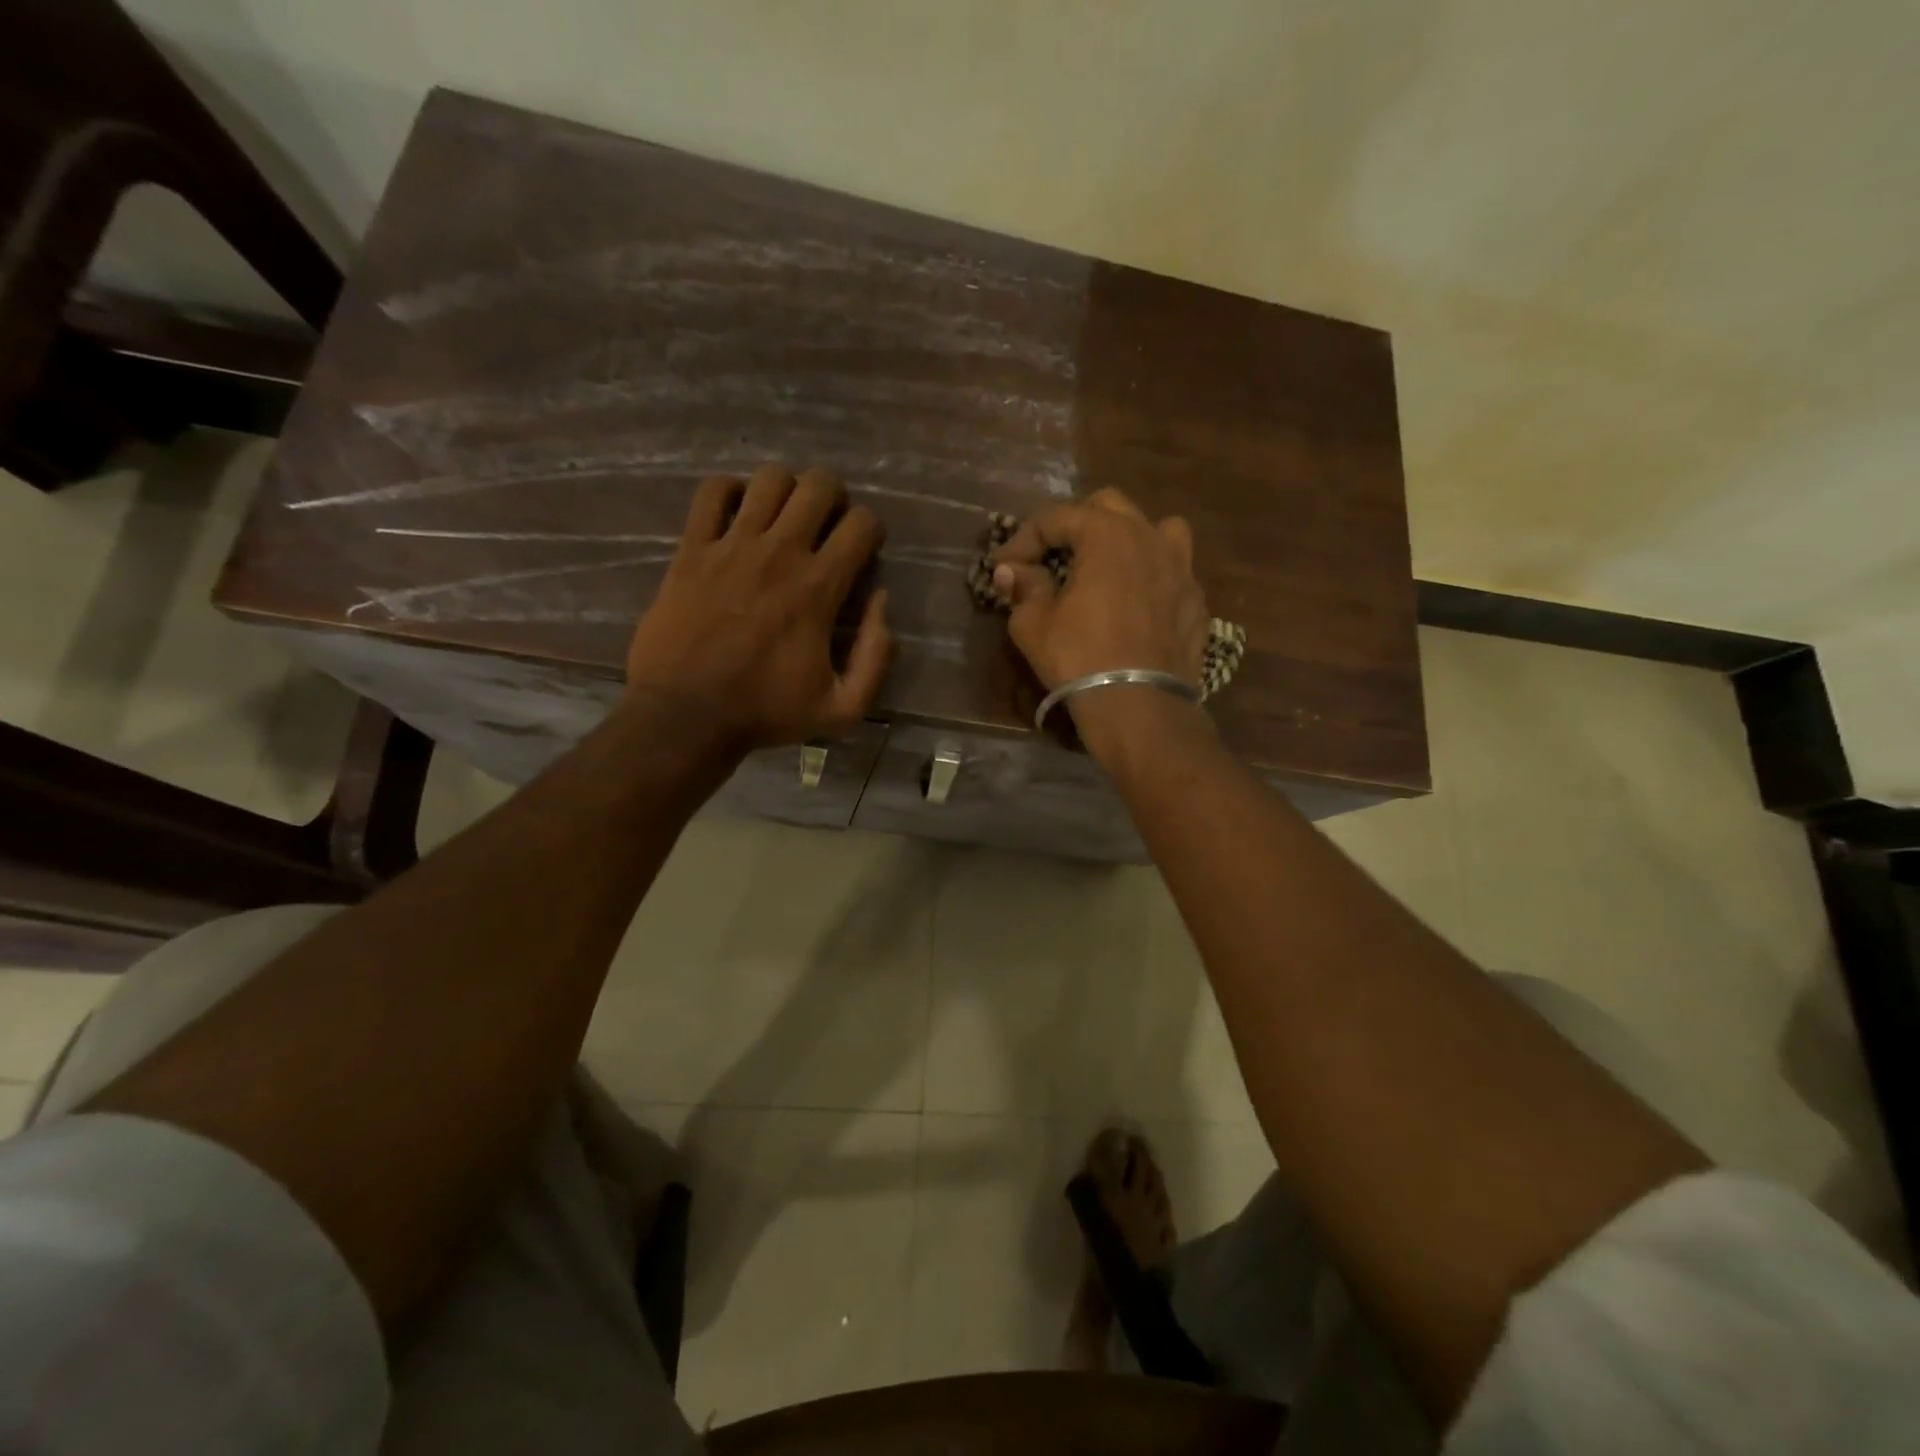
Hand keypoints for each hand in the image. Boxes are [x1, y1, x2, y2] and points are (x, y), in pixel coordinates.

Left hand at [625, 465, 892, 750]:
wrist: (685, 715)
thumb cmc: (766, 713)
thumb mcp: (843, 708)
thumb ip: (876, 657)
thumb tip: (882, 602)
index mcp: (819, 587)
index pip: (862, 523)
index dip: (871, 531)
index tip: (861, 554)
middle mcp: (780, 552)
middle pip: (819, 485)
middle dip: (834, 498)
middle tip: (826, 526)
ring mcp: (731, 545)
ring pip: (770, 479)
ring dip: (786, 492)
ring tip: (783, 519)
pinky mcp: (691, 548)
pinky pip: (712, 492)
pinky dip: (729, 493)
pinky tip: (736, 516)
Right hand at [991, 486, 1209, 687]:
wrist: (1140, 706)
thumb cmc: (1080, 658)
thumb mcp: (1033, 624)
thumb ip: (1023, 587)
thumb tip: (1011, 571)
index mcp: (1108, 534)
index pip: (1057, 518)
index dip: (1024, 538)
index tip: (1003, 564)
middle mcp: (1150, 538)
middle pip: (1109, 507)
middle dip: (1075, 525)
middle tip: (1052, 555)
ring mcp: (1182, 568)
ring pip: (1156, 530)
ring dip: (1127, 539)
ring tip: (1108, 566)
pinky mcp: (1197, 602)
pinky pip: (1172, 572)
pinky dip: (1150, 578)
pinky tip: (1135, 604)